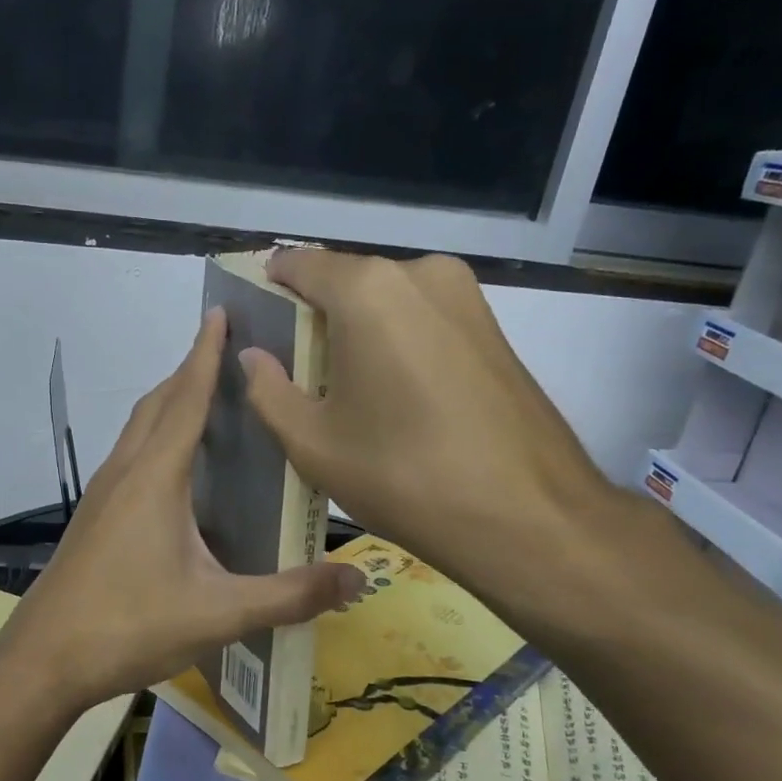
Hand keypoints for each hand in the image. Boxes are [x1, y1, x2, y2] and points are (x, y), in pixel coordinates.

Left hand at [0, 308, 363, 710]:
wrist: (44, 660)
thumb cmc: (128, 625)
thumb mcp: (219, 613)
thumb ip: (289, 595)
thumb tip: (357, 579)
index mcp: (155, 477)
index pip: (187, 398)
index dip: (205, 354)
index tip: (220, 313)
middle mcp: (125, 472)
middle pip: (157, 404)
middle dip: (190, 372)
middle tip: (228, 355)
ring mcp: (102, 495)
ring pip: (138, 430)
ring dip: (169, 404)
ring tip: (207, 403)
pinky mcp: (94, 518)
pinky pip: (130, 457)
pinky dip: (156, 440)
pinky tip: (176, 473)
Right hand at [239, 250, 624, 617]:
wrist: (528, 515)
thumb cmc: (403, 474)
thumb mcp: (313, 443)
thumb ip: (268, 390)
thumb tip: (254, 356)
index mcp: (367, 289)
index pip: (297, 265)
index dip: (268, 290)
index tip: (256, 329)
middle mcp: (419, 274)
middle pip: (344, 281)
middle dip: (314, 317)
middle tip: (296, 372)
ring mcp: (465, 296)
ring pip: (386, 300)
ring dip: (357, 331)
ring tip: (345, 390)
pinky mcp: (492, 326)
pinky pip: (422, 319)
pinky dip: (396, 341)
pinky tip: (392, 396)